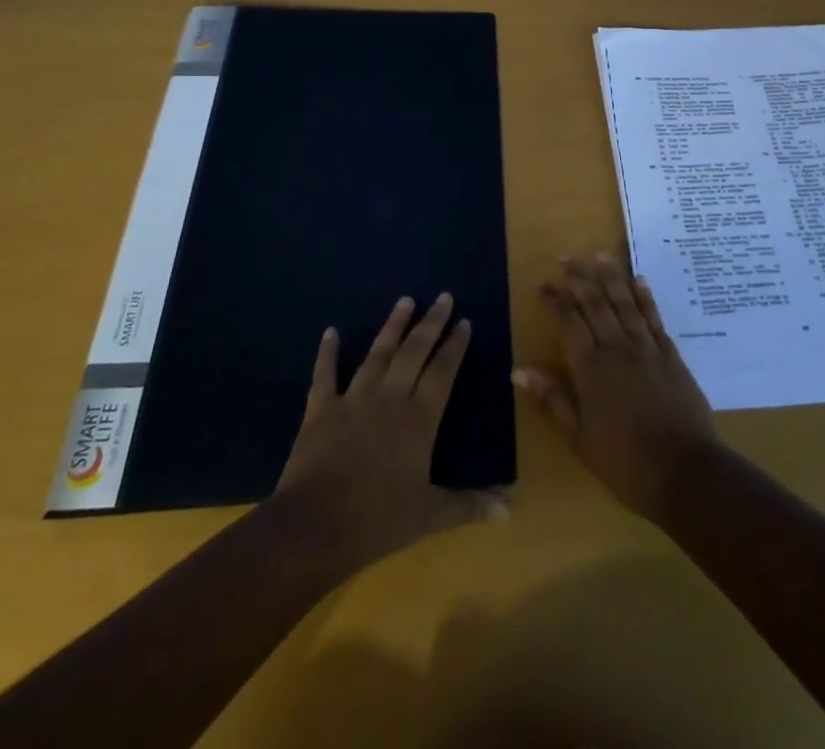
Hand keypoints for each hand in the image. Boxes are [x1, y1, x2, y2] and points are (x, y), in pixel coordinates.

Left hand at [273, 293, 505, 571]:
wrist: (314, 527)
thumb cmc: (378, 520)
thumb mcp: (430, 515)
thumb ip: (469, 505)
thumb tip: (510, 507)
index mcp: (419, 418)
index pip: (443, 371)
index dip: (455, 346)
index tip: (465, 321)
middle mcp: (390, 398)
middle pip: (414, 352)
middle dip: (431, 323)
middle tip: (443, 297)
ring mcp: (353, 400)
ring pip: (378, 354)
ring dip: (392, 326)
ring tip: (405, 300)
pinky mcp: (320, 411)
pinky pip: (325, 375)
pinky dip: (327, 353)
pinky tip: (330, 332)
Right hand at [515, 254, 720, 523]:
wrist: (686, 472)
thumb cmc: (626, 463)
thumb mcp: (580, 438)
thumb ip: (553, 400)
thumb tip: (519, 370)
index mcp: (591, 369)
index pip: (568, 324)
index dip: (555, 302)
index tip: (543, 285)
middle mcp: (618, 349)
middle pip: (596, 304)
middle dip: (580, 278)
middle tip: (567, 257)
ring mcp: (647, 349)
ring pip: (625, 303)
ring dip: (612, 277)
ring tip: (600, 255)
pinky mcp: (671, 355)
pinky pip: (654, 318)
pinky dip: (645, 297)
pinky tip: (639, 280)